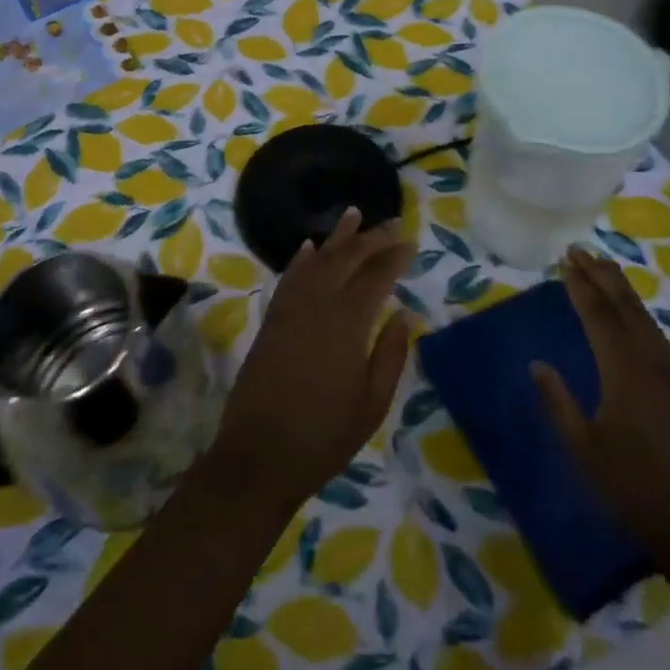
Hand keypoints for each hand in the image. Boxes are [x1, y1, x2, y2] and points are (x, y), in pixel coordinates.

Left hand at [208, 208, 414, 511]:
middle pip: (347, 259)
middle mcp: (317, 304)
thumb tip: (404, 314)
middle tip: (391, 224)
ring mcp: (290, 309)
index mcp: (347, 322)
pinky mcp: (271, 320)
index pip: (376, 276)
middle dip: (371, 238)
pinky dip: (301, 259)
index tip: (410, 241)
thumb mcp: (372, 403)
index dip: (394, 256)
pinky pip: (289, 277)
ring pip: (317, 260)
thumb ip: (390, 354)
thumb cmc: (324, 435)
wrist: (258, 455)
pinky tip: (308, 247)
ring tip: (354, 215)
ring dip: (337, 237)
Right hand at [532, 247, 669, 557]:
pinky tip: (632, 312)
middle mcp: (650, 364)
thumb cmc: (630, 485)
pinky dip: (638, 312)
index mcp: (625, 373)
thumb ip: (558, 402)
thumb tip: (537, 363)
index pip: (599, 317)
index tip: (565, 261)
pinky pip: (655, 334)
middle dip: (602, 277)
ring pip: (644, 318)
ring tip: (604, 267)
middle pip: (625, 308)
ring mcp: (669, 375)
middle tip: (580, 250)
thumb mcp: (583, 447)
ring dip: (622, 289)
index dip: (581, 287)